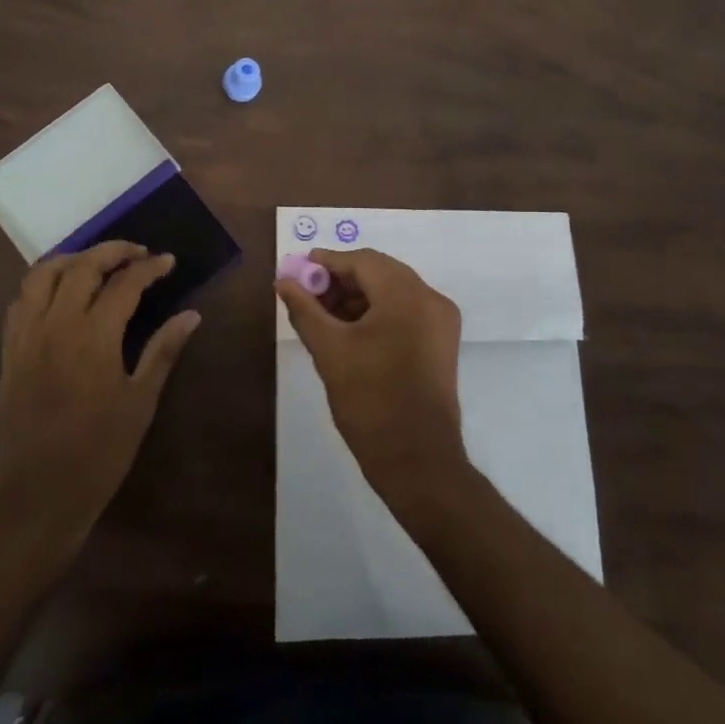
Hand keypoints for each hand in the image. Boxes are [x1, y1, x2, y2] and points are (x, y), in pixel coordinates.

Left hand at [0, 242, 201, 553]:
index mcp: (93, 336)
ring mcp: (28, 335)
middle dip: (112, 251)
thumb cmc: (99, 452)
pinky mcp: (10, 350)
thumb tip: (191, 315)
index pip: (124, 283)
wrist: (38, 495)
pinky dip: (43, 283)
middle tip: (138, 253)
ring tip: (96, 263)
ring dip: (72, 258)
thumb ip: (163, 350)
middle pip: (82, 266)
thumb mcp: (140, 401)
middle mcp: (56, 324)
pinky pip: (22, 299)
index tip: (168, 261)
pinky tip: (60, 292)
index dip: (149, 268)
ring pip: (43, 274)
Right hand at [277, 248, 468, 505]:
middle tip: (307, 295)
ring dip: (357, 297)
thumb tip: (283, 281)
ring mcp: (441, 322)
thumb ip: (304, 309)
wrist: (419, 463)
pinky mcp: (441, 343)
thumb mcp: (329, 351)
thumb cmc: (371, 402)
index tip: (297, 271)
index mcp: (407, 295)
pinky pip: (404, 311)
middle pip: (379, 272)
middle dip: (340, 280)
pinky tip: (349, 330)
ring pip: (392, 291)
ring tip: (322, 316)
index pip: (362, 261)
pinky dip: (376, 312)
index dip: (326, 262)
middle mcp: (430, 299)